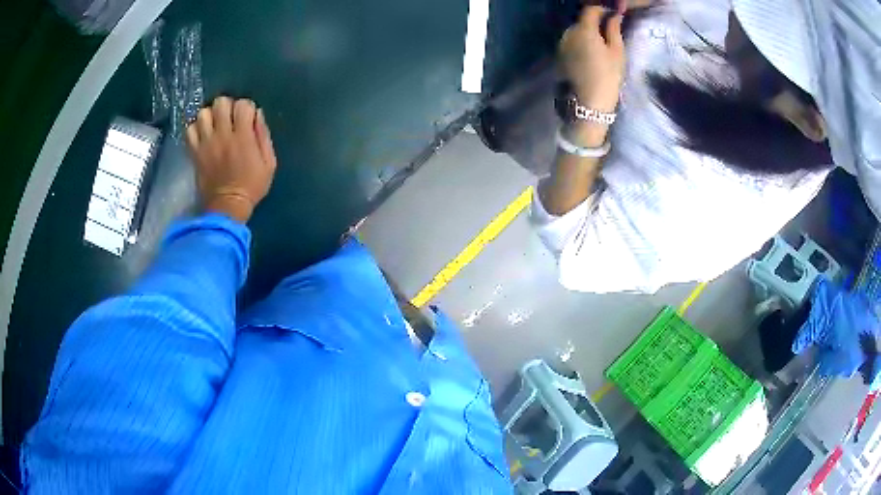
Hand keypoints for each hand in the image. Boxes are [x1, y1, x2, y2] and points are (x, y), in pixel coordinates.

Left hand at [186, 97, 276, 222]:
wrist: (227, 206)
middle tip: (229, 118)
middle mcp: (223, 135)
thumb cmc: (252, 186)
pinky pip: (189, 130)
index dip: (246, 107)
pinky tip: (202, 134)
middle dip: (227, 106)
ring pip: (203, 113)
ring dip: (210, 116)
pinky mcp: (195, 152)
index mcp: (243, 136)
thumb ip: (263, 135)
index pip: (243, 104)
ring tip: (214, 125)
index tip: (247, 118)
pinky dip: (195, 128)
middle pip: (220, 103)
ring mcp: (206, 143)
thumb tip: (257, 114)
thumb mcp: (269, 162)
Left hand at [559, 6, 624, 111]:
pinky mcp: (559, 55)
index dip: (602, 9)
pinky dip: (580, 42)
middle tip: (609, 30)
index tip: (613, 14)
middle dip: (594, 22)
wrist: (588, 103)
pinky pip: (570, 42)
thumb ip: (614, 30)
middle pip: (581, 20)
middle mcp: (568, 33)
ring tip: (600, 44)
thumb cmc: (608, 76)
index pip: (590, 10)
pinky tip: (590, 53)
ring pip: (575, 31)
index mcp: (583, 29)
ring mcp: (561, 44)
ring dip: (586, 32)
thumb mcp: (617, 52)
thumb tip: (614, 15)